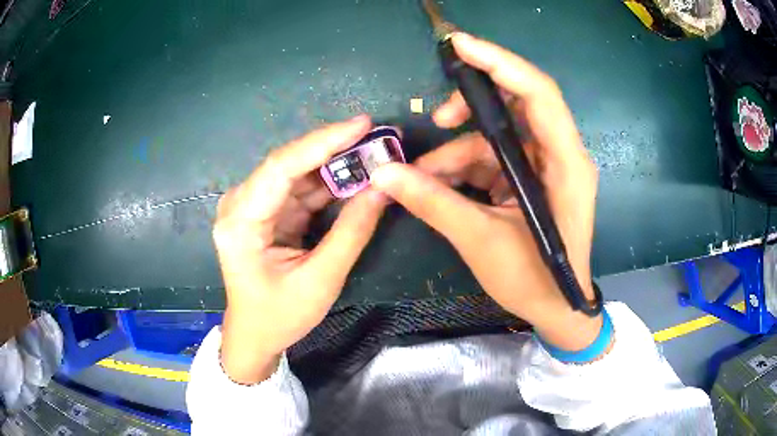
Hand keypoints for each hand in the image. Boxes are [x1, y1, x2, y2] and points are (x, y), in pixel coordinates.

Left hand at [213, 115, 387, 383]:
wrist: (255, 334)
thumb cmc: (280, 316)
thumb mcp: (320, 280)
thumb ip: (352, 232)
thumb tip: (383, 188)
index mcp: (241, 222)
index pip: (282, 167)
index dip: (323, 142)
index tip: (362, 124)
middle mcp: (240, 205)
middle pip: (289, 164)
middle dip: (334, 149)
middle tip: (377, 136)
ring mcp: (252, 206)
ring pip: (297, 173)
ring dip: (335, 164)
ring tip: (373, 152)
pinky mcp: (266, 212)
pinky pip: (299, 189)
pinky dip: (328, 183)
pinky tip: (355, 175)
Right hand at [370, 33, 600, 350]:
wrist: (556, 308)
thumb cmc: (534, 280)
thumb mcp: (482, 241)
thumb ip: (434, 202)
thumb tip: (383, 174)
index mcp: (565, 164)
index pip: (538, 94)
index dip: (501, 63)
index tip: (460, 45)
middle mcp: (560, 154)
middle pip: (516, 105)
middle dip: (474, 107)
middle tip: (438, 118)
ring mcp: (545, 165)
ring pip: (498, 134)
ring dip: (459, 149)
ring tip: (423, 176)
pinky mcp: (530, 178)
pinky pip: (493, 158)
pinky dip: (464, 167)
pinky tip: (438, 185)